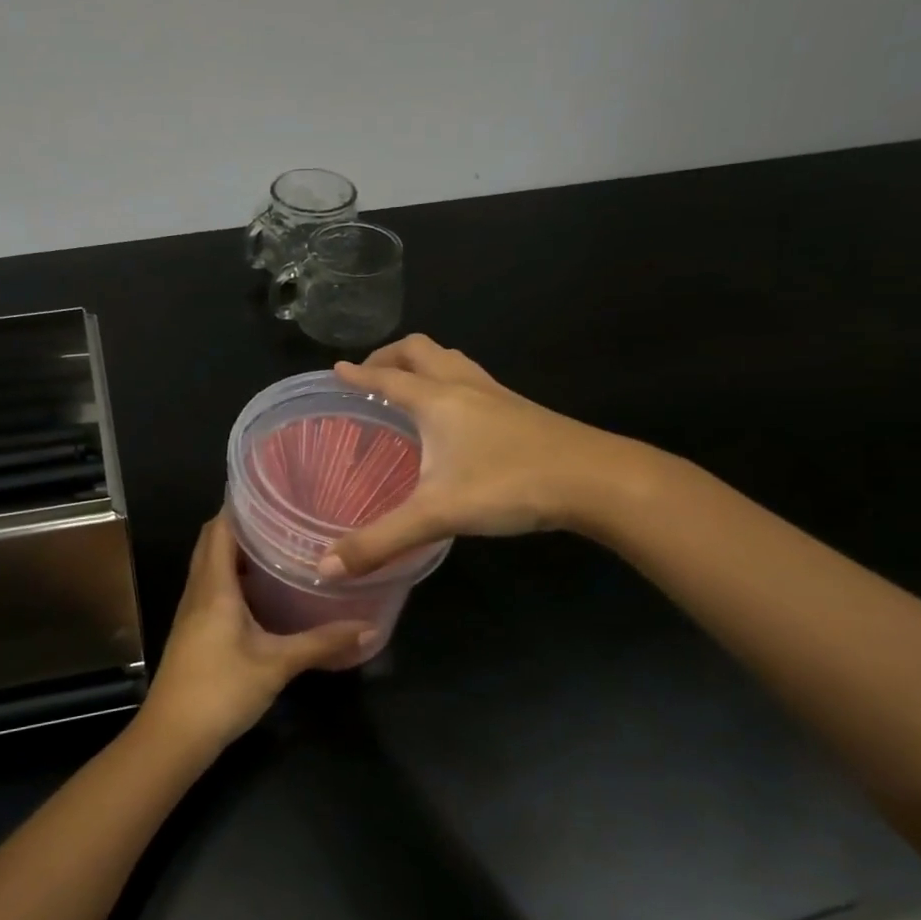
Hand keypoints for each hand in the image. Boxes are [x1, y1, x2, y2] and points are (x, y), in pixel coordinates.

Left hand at [140, 514, 372, 751]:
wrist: (173, 735)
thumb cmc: (221, 690)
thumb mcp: (277, 664)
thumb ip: (322, 643)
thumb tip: (368, 628)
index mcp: (214, 585)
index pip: (220, 528)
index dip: (240, 505)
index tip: (273, 491)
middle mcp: (199, 589)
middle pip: (213, 541)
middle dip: (242, 524)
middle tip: (283, 516)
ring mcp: (192, 610)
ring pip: (210, 565)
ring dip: (237, 551)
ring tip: (278, 545)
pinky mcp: (193, 629)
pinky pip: (212, 587)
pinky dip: (233, 577)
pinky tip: (262, 591)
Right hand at [321, 335, 658, 576]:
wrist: (596, 480)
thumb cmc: (509, 485)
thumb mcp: (436, 515)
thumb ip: (379, 541)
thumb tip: (324, 569)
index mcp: (437, 400)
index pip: (387, 378)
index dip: (358, 374)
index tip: (336, 369)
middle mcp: (464, 387)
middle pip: (420, 351)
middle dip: (389, 356)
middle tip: (370, 375)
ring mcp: (498, 396)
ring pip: (453, 360)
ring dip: (424, 364)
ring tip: (409, 386)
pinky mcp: (522, 411)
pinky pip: (475, 381)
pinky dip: (452, 383)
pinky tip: (457, 417)